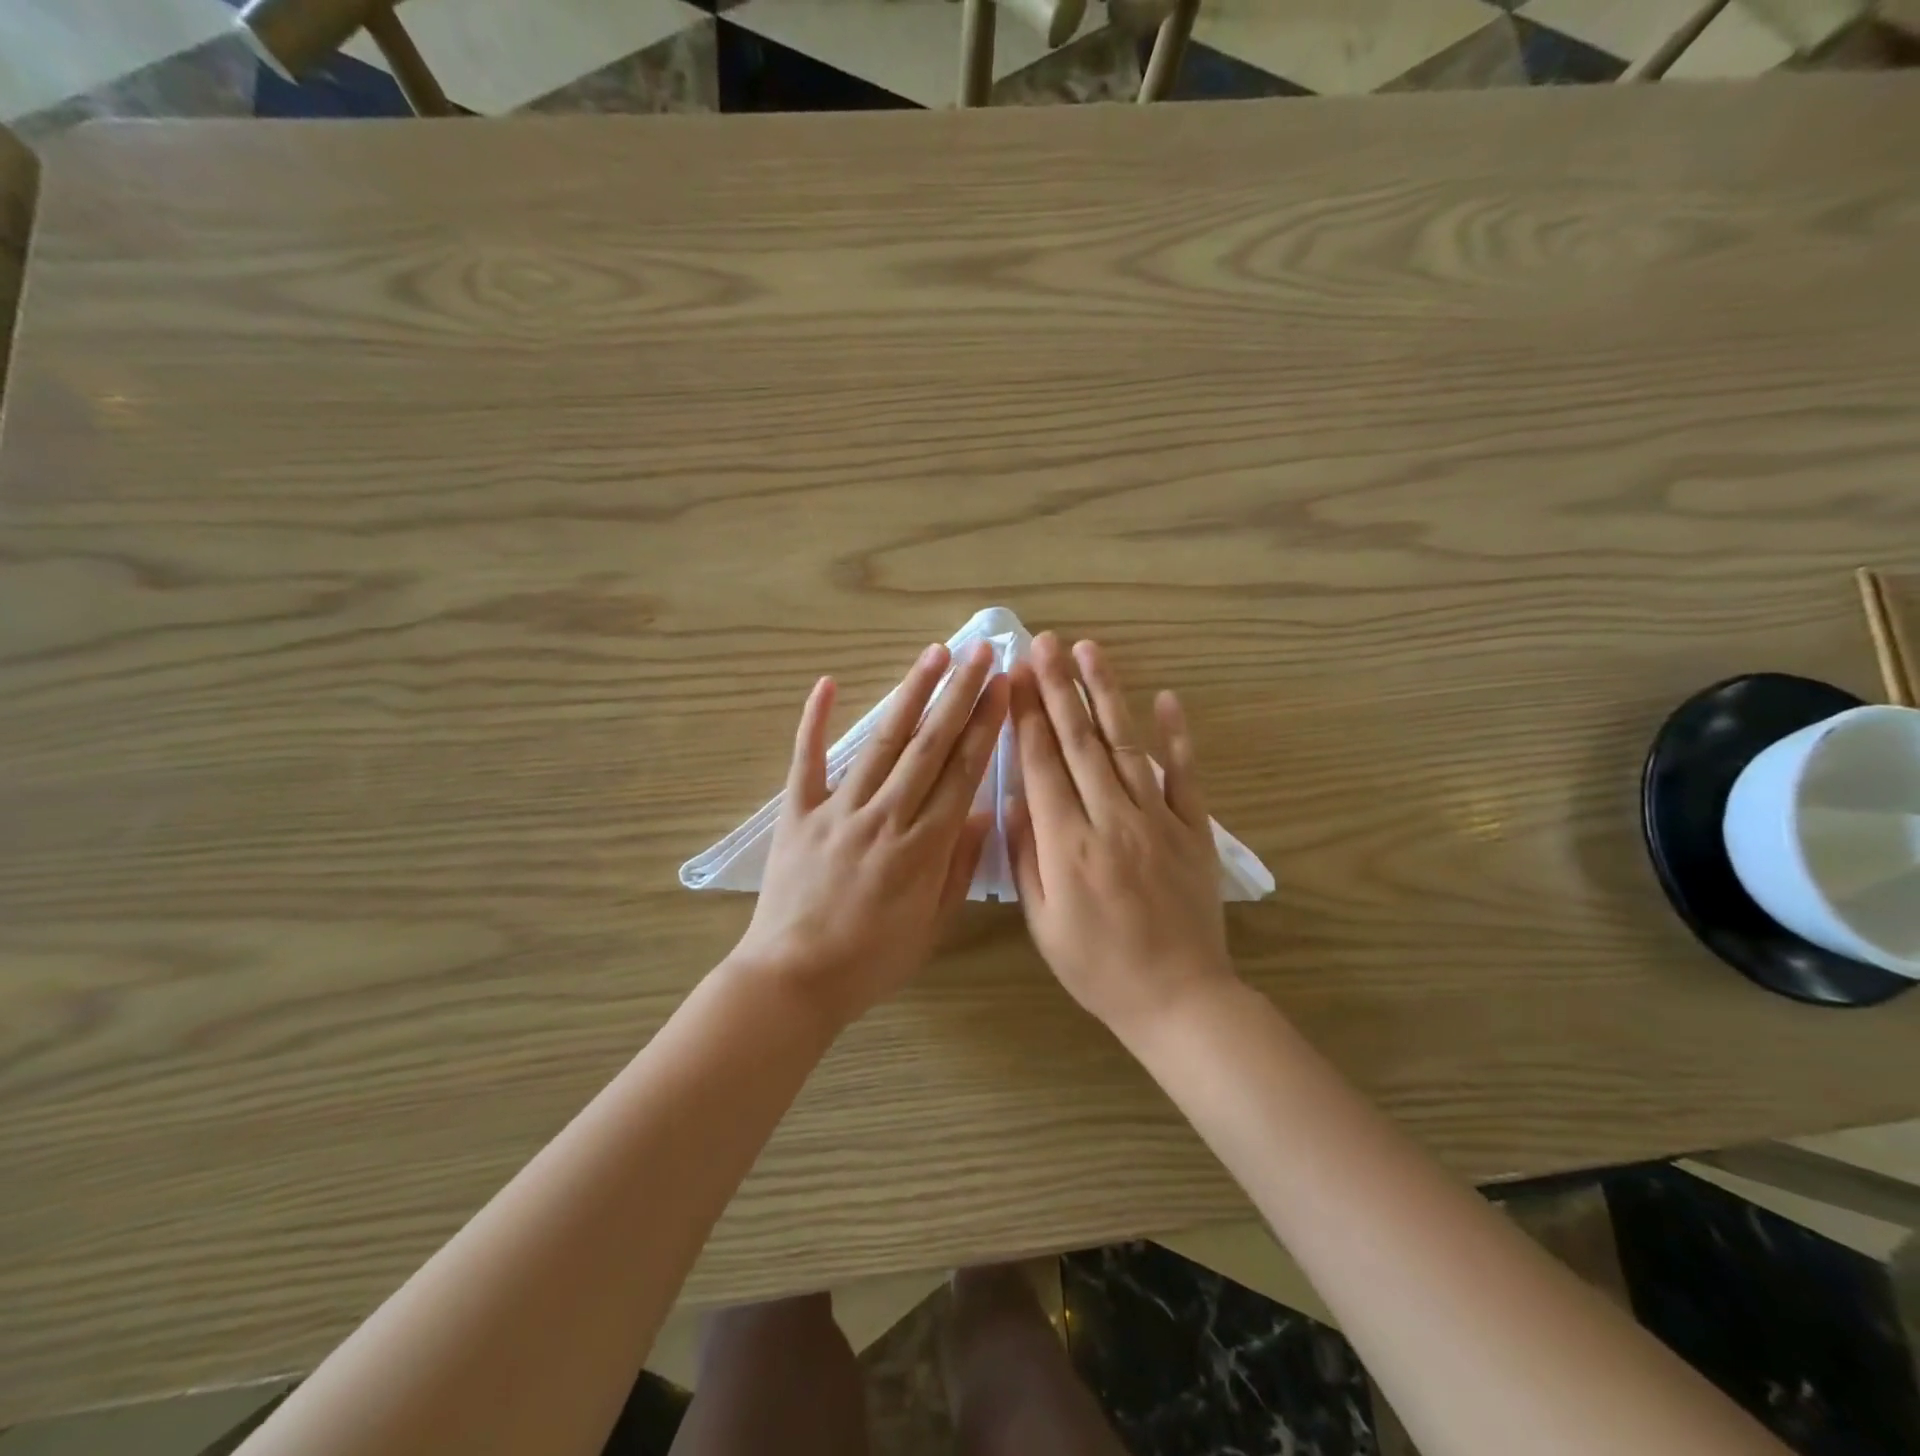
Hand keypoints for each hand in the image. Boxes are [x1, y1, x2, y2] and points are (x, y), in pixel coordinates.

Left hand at [732, 640, 1009, 1029]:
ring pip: (881, 741)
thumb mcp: (933, 924)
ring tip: (933, 654)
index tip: (1002, 686)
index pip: (963, 771)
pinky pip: (806, 761)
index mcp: (924, 846)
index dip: (985, 725)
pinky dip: (814, 722)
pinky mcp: (798, 814)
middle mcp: (886, 816)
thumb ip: (960, 867)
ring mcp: (838, 810)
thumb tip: (981, 812)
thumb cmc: (872, 960)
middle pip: (929, 745)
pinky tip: (826, 683)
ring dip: (910, 694)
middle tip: (980, 651)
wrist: (794, 980)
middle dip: (959, 694)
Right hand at [1006, 634, 1235, 1040]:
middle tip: (1044, 642)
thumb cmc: (1098, 967)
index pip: (1041, 765)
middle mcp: (1111, 820)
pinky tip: (1166, 697)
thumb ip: (1026, 857)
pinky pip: (1186, 776)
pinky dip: (1177, 736)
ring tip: (1090, 651)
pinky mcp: (1194, 830)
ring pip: (1127, 745)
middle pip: (1079, 742)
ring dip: (1106, 694)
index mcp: (1068, 845)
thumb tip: (1015, 800)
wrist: (1178, 998)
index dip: (1025, 716)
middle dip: (1057, 688)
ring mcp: (1158, 821)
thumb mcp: (1042, 923)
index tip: (1013, 677)